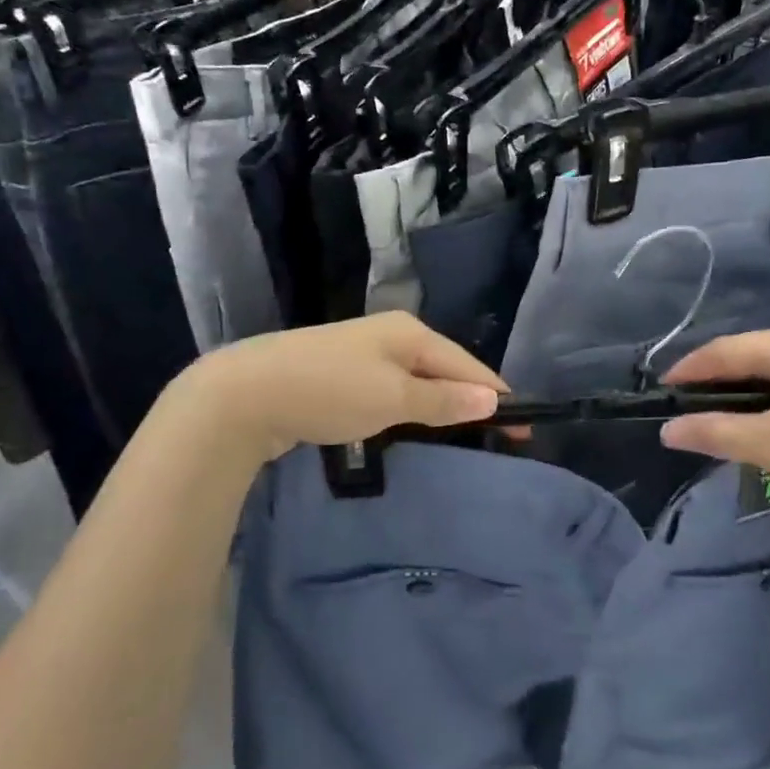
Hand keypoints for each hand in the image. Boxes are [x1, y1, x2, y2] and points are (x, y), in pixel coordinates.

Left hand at [175, 312, 505, 463]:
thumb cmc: (329, 390)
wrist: (246, 393)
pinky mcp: (340, 375)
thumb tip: (494, 399)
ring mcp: (362, 354)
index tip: (523, 428)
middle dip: (470, 399)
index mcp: (410, 332)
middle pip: (444, 369)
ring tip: (463, 433)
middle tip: (497, 436)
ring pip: (417, 380)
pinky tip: (412, 424)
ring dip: (440, 405)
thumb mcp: (393, 398)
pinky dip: (410, 408)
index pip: (468, 364)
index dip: (497, 395)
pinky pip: (392, 391)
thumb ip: (443, 400)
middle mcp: (390, 335)